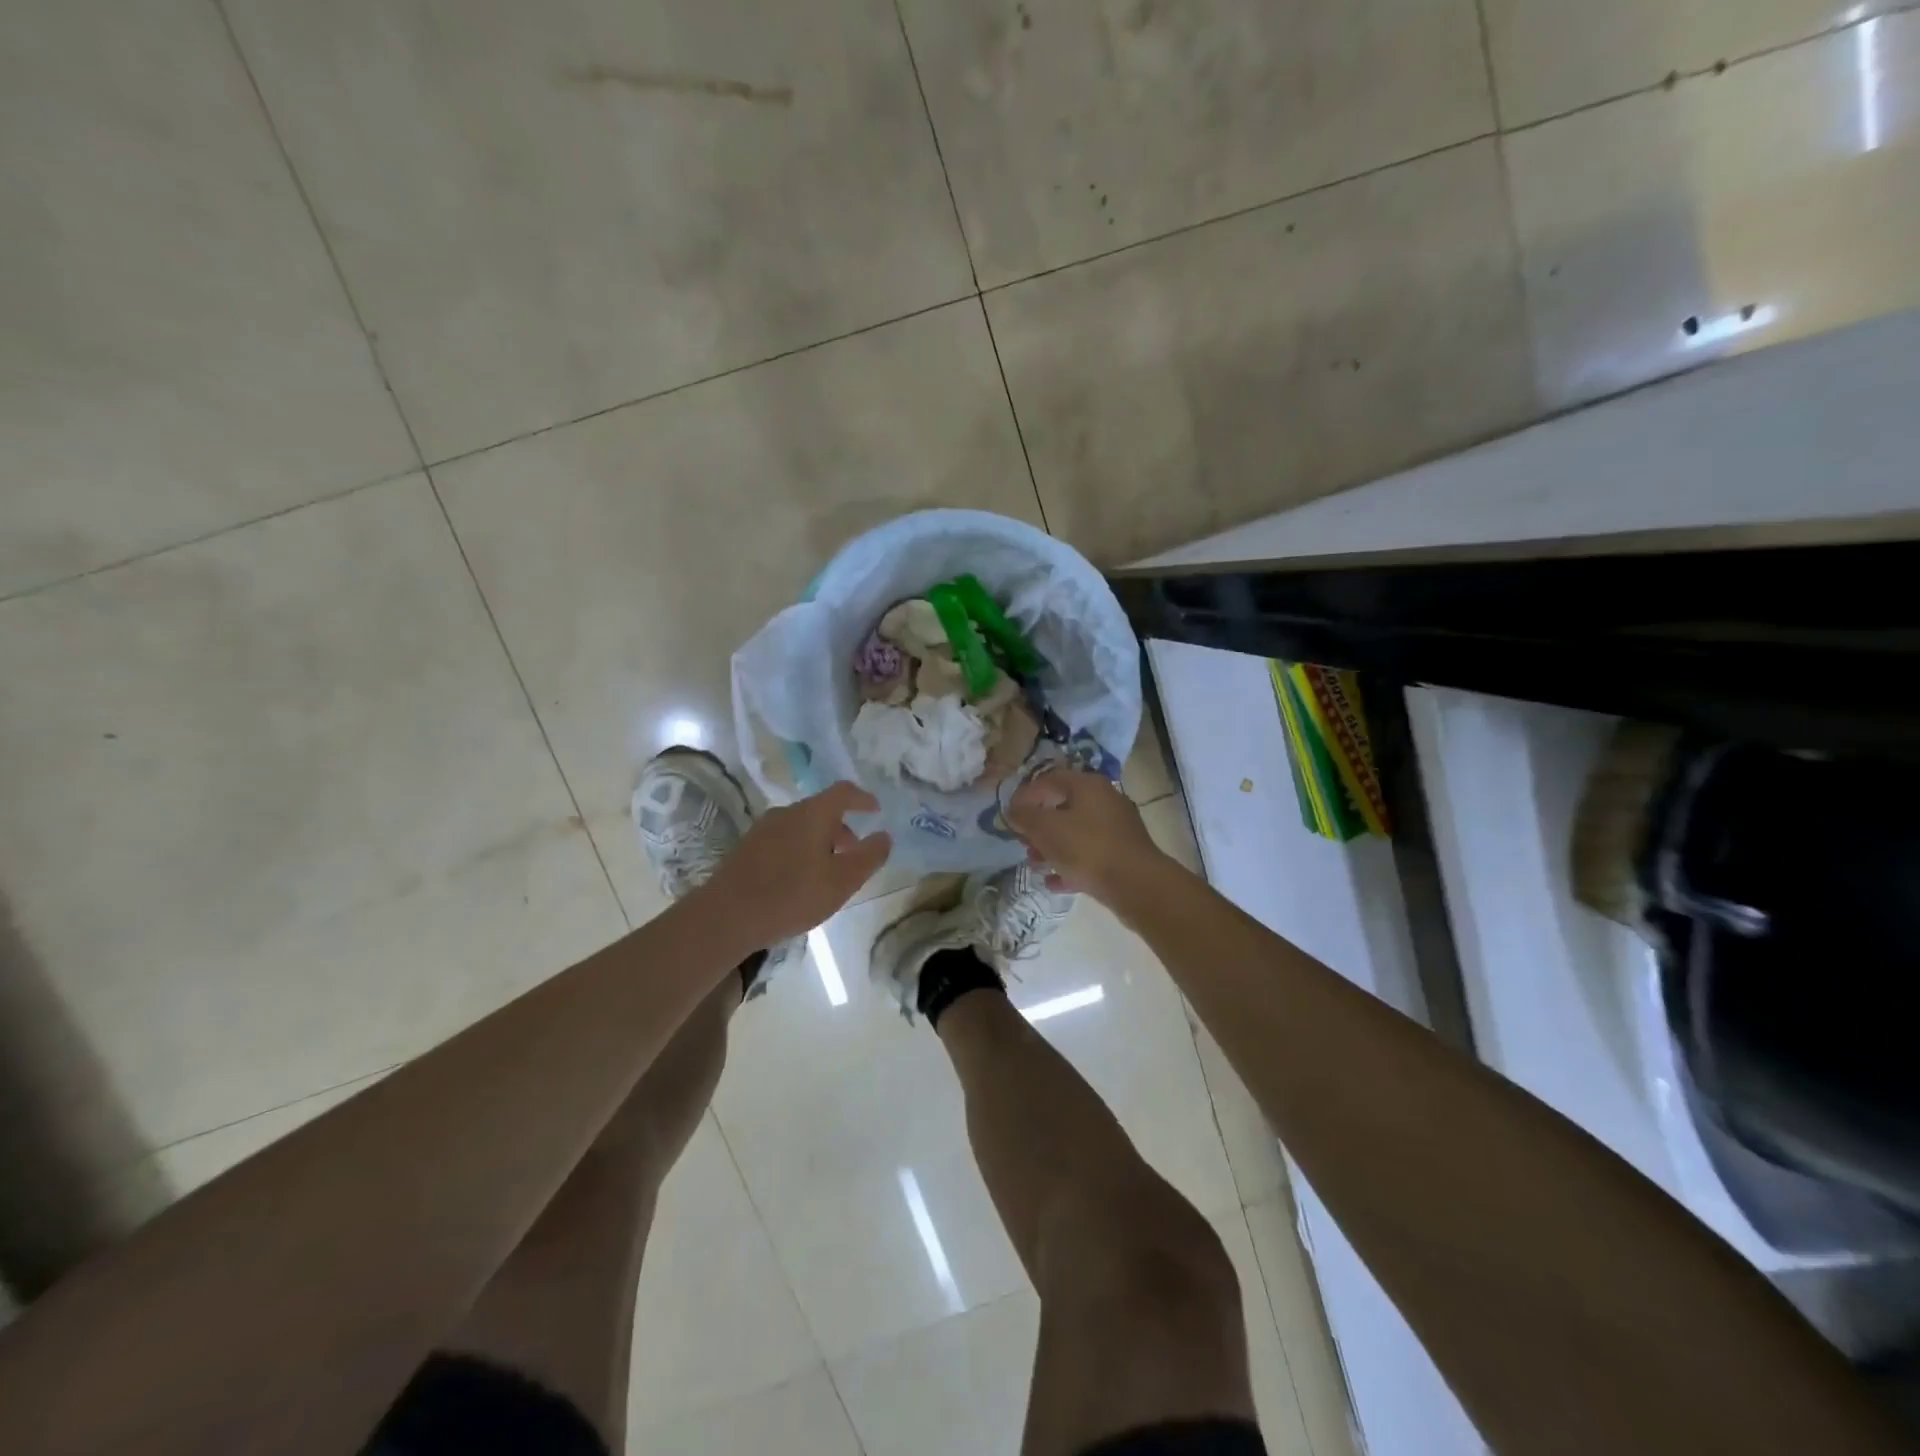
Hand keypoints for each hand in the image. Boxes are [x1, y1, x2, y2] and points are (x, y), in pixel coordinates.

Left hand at [699, 781, 891, 945]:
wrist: (725, 917)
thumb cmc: (792, 895)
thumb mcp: (842, 881)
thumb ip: (868, 856)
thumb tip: (884, 836)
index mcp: (812, 814)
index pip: (843, 792)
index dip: (863, 798)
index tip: (876, 810)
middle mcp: (786, 812)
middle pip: (821, 809)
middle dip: (842, 826)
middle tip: (854, 852)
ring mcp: (763, 829)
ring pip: (801, 826)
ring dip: (820, 840)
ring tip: (828, 871)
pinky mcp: (747, 848)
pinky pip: (784, 839)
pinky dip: (800, 850)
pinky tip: (799, 880)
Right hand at [1006, 767, 1165, 900]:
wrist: (1136, 885)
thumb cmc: (1087, 848)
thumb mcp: (1047, 830)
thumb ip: (1025, 817)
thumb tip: (1014, 810)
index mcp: (1088, 785)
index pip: (1050, 779)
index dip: (1026, 794)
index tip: (1010, 814)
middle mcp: (1105, 799)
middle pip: (1063, 806)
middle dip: (1039, 825)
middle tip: (1023, 841)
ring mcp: (1117, 827)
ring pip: (1076, 832)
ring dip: (1052, 847)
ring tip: (1036, 864)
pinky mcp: (1123, 853)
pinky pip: (1090, 854)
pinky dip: (1071, 864)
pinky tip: (1055, 882)